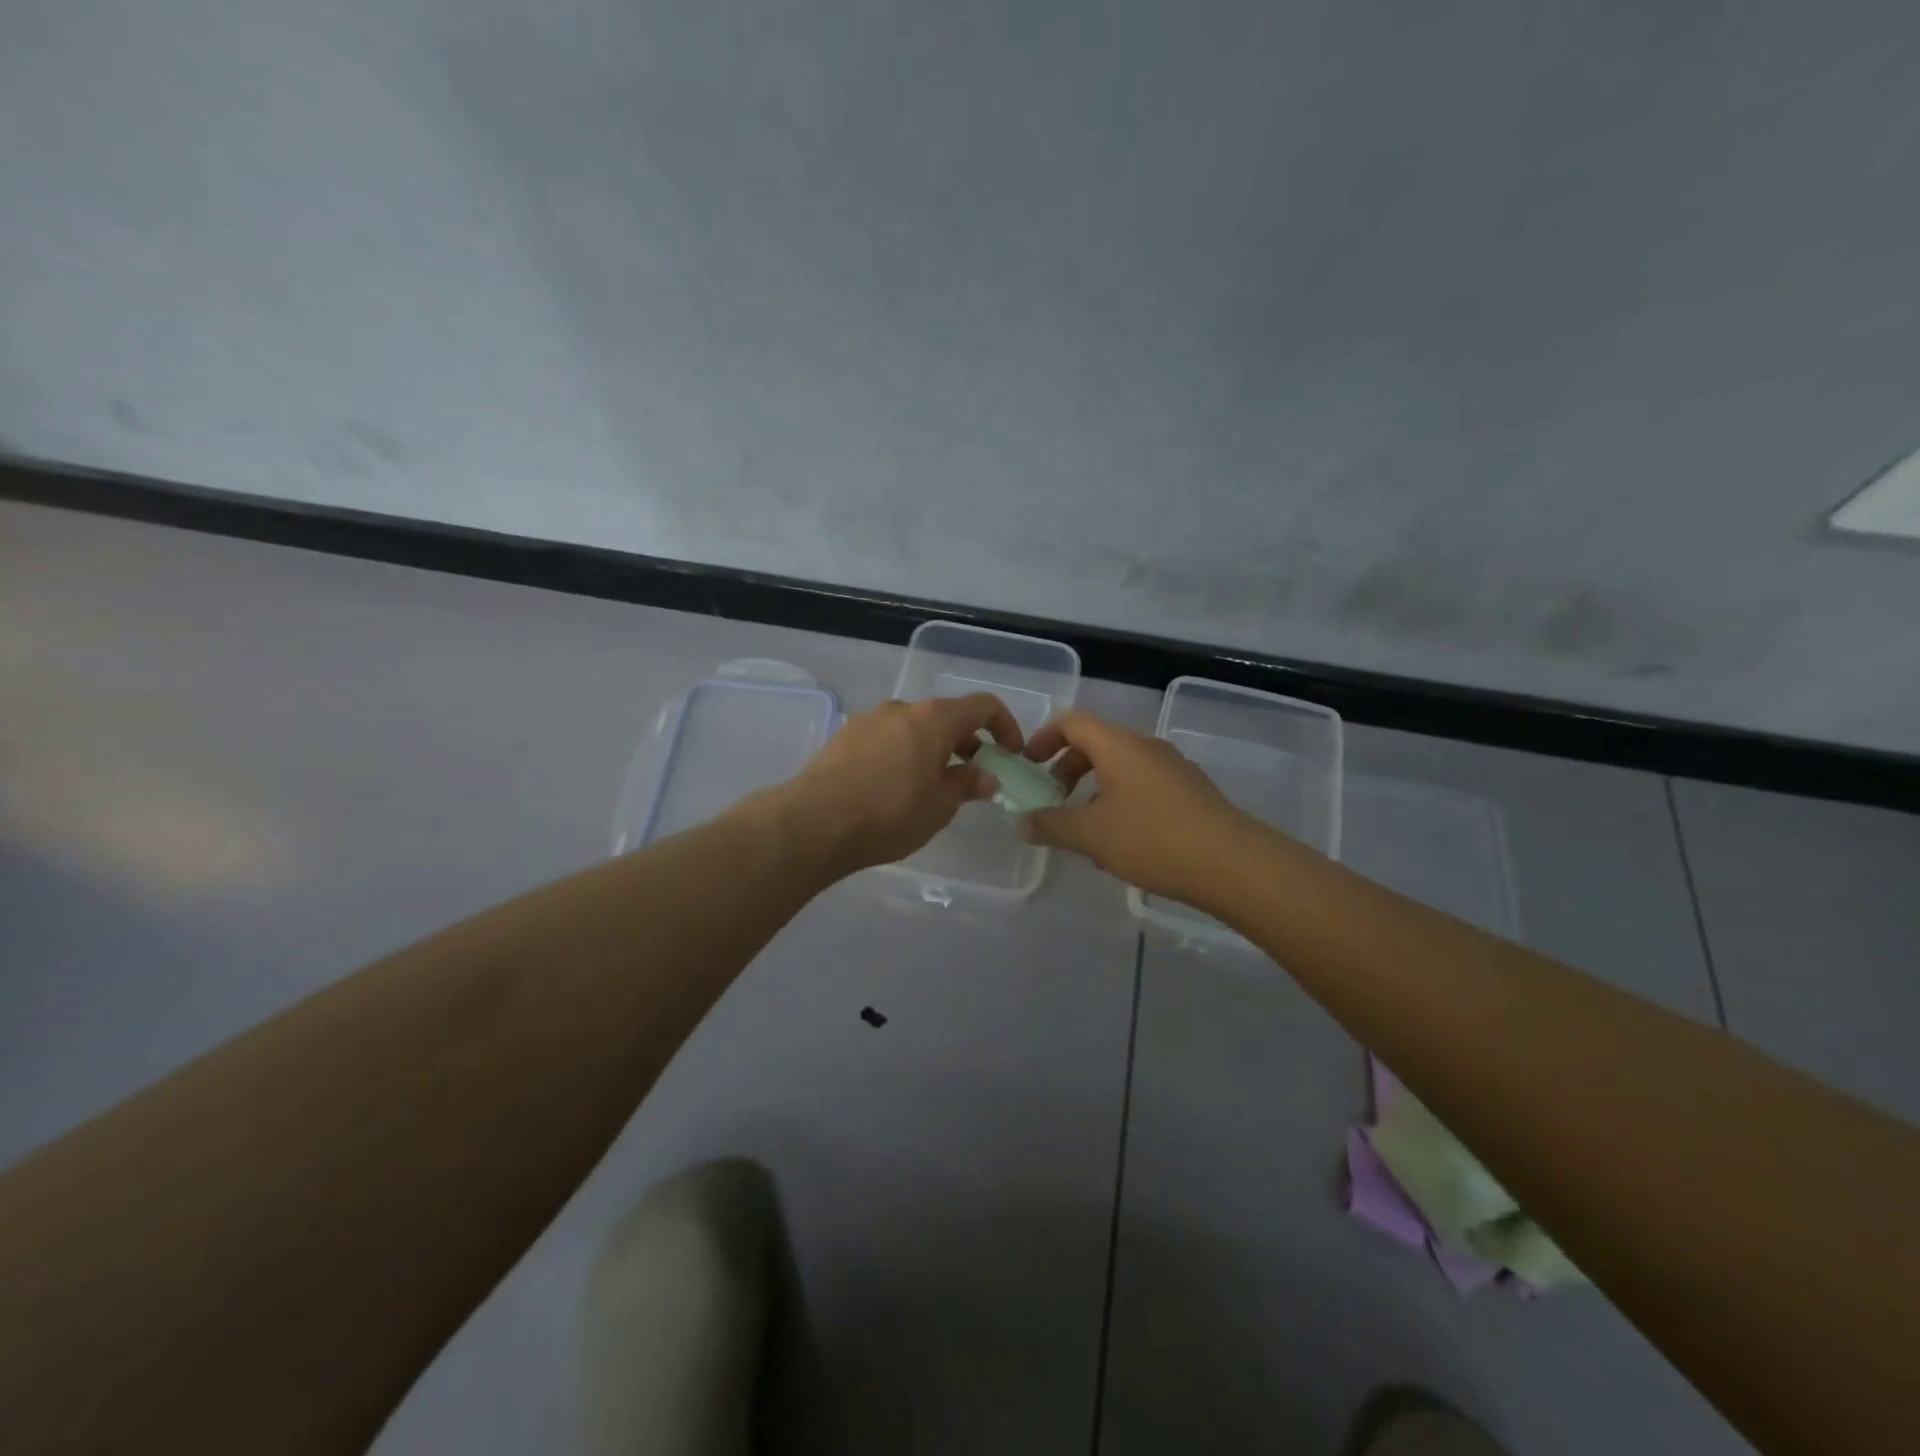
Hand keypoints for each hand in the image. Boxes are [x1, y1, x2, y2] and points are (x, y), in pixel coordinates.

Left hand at [779, 694, 1021, 874]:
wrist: (814, 822)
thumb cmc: (889, 813)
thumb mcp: (940, 806)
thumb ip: (967, 785)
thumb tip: (986, 776)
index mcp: (933, 718)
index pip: (982, 705)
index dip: (1004, 725)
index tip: (1010, 753)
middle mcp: (902, 709)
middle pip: (945, 716)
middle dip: (966, 742)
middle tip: (973, 775)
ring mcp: (869, 720)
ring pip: (913, 727)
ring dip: (932, 749)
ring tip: (931, 785)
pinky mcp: (844, 736)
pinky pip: (886, 738)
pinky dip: (902, 753)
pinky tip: (894, 787)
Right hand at [1019, 712, 1263, 902]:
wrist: (1234, 864)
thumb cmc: (1154, 839)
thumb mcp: (1092, 835)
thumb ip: (1051, 825)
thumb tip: (1020, 822)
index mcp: (1119, 746)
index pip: (1073, 723)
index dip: (1044, 738)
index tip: (1028, 766)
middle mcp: (1147, 747)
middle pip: (1097, 744)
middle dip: (1068, 768)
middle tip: (1052, 799)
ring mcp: (1174, 769)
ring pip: (1122, 768)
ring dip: (1094, 789)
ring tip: (1084, 827)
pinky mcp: (1191, 793)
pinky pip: (1144, 785)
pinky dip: (1121, 801)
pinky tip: (1121, 841)